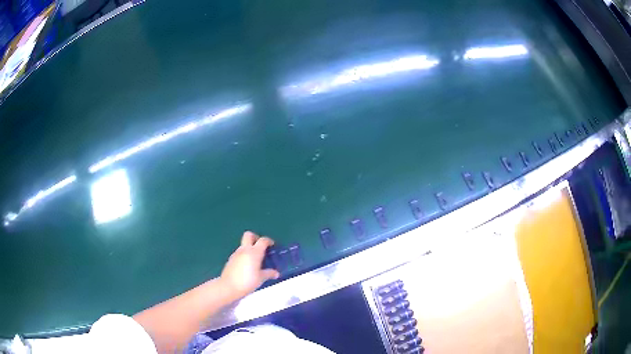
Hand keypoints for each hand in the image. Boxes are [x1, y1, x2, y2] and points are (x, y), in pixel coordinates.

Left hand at [220, 231, 279, 299]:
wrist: (228, 287)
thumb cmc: (247, 281)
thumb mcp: (261, 278)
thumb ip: (269, 273)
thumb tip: (276, 273)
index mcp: (254, 252)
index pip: (263, 240)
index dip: (269, 241)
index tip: (272, 245)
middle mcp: (244, 250)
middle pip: (249, 235)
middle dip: (255, 237)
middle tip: (261, 247)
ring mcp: (236, 254)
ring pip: (243, 245)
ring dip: (249, 248)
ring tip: (255, 260)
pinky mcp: (231, 259)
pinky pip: (239, 253)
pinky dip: (244, 255)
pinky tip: (247, 266)